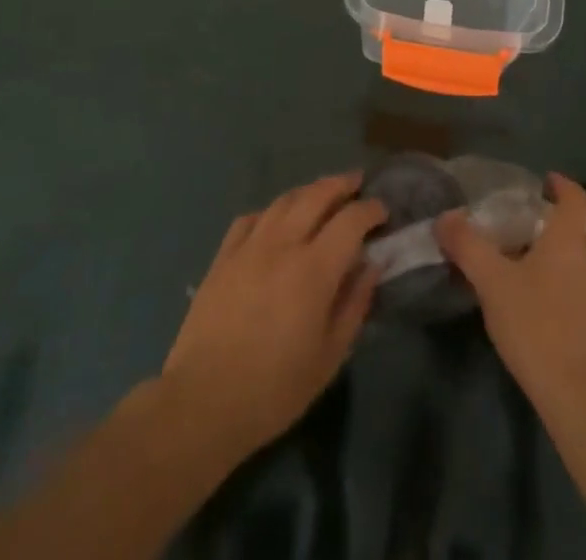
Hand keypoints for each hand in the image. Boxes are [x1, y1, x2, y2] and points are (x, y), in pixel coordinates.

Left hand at [159, 173, 385, 457]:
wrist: (202, 403)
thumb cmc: (274, 389)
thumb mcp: (330, 356)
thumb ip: (355, 304)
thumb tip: (371, 265)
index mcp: (314, 268)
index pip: (351, 220)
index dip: (370, 210)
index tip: (382, 211)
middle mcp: (283, 244)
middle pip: (316, 195)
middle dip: (341, 184)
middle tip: (356, 182)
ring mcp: (249, 246)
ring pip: (284, 200)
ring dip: (308, 191)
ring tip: (321, 194)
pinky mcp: (223, 257)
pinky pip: (251, 218)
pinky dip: (271, 212)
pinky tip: (275, 221)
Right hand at [436, 173, 585, 401]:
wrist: (576, 395)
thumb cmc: (537, 325)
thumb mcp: (493, 281)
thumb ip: (468, 246)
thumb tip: (445, 217)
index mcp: (569, 240)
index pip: (576, 198)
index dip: (561, 184)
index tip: (541, 179)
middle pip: (568, 227)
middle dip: (539, 219)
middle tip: (505, 219)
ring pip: (565, 257)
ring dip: (539, 250)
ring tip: (505, 256)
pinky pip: (564, 283)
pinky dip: (544, 277)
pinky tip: (519, 296)